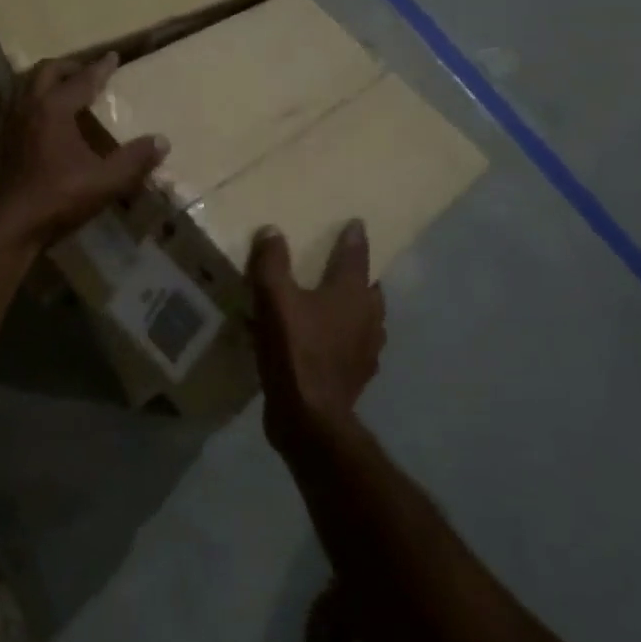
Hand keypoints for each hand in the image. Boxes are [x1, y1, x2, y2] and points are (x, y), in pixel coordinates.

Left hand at [0, 56, 167, 252]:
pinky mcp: (6, 141)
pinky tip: (52, 120)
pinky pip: (23, 105)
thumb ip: (135, 160)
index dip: (100, 68)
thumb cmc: (59, 198)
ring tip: (69, 89)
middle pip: (47, 71)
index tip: (113, 57)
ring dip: (50, 81)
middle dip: (70, 67)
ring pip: (29, 86)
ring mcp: (13, 123)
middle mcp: (30, 107)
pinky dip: (39, 100)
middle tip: (89, 71)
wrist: (12, 226)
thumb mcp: (105, 181)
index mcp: (54, 109)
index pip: (82, 79)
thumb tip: (162, 141)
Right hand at [249, 221, 385, 455]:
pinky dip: (345, 338)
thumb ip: (272, 262)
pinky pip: (355, 346)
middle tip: (344, 266)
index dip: (353, 238)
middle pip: (368, 287)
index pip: (356, 255)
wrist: (310, 417)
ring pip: (366, 318)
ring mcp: (367, 348)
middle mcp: (368, 316)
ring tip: (335, 304)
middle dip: (359, 275)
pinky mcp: (358, 375)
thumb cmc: (295, 350)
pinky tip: (327, 343)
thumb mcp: (273, 299)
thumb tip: (272, 231)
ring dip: (355, 308)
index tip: (356, 224)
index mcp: (351, 292)